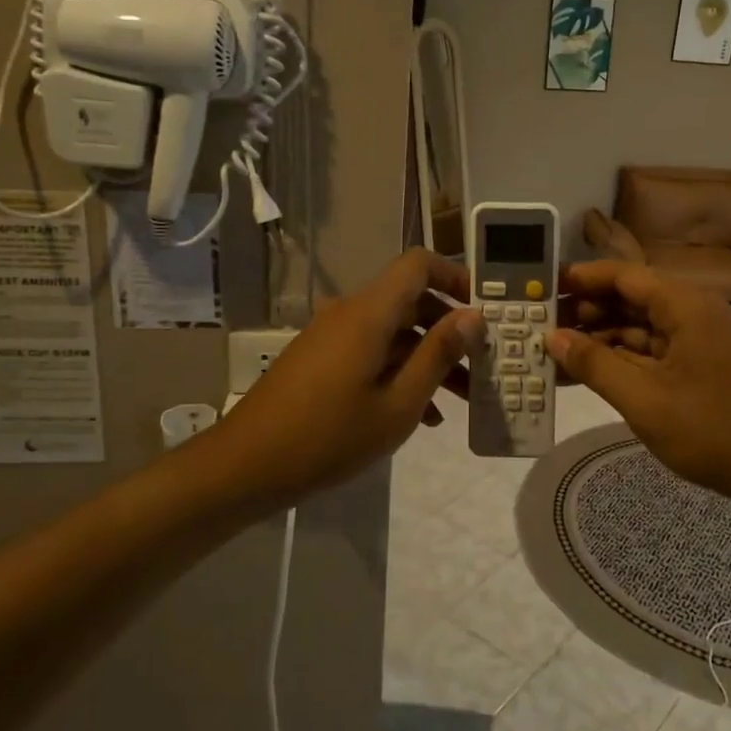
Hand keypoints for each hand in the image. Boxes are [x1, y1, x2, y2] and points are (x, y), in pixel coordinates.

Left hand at [206, 248, 482, 503]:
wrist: (245, 466)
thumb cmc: (329, 437)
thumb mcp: (398, 404)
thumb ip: (438, 355)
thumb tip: (474, 315)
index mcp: (369, 313)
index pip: (418, 264)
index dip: (456, 276)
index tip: (485, 309)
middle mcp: (350, 313)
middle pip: (410, 299)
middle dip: (450, 328)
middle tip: (482, 362)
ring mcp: (332, 336)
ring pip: (393, 331)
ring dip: (428, 356)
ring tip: (462, 398)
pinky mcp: (321, 359)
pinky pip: (371, 351)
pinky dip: (400, 370)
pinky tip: (422, 414)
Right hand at [546, 261, 730, 507]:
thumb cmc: (714, 431)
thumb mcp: (644, 400)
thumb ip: (595, 364)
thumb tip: (552, 337)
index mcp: (685, 305)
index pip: (623, 275)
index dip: (581, 278)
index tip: (542, 287)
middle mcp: (693, 312)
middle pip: (630, 299)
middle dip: (585, 311)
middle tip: (539, 326)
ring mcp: (698, 341)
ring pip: (639, 327)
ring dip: (600, 339)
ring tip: (554, 353)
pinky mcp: (700, 366)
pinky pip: (652, 352)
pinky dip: (621, 360)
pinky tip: (588, 374)